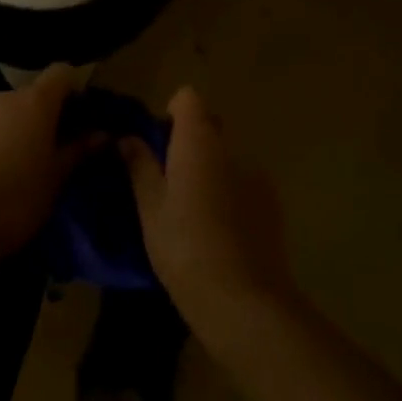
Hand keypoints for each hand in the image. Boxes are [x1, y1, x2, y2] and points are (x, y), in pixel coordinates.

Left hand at [0, 66, 92, 260]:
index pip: (61, 73)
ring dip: (19, 130)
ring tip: (23, 167)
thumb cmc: (17, 199)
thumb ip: (80, 151)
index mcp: (34, 101)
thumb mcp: (57, 178)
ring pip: (7, 113)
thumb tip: (103, 135)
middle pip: (33, 95)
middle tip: (56, 150)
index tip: (82, 117)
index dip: (74, 89)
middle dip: (46, 116)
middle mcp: (3, 98)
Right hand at [122, 88, 297, 354]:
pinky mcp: (273, 204)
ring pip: (227, 158)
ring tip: (195, 212)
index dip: (171, 113)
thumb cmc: (185, 247)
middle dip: (189, 144)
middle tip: (168, 181)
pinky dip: (231, 194)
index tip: (157, 143)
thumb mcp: (150, 208)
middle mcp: (231, 147)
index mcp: (198, 140)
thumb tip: (128, 139)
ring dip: (211, 170)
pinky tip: (221, 232)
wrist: (245, 302)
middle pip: (209, 126)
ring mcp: (257, 175)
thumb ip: (139, 166)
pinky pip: (245, 184)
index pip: (187, 98)